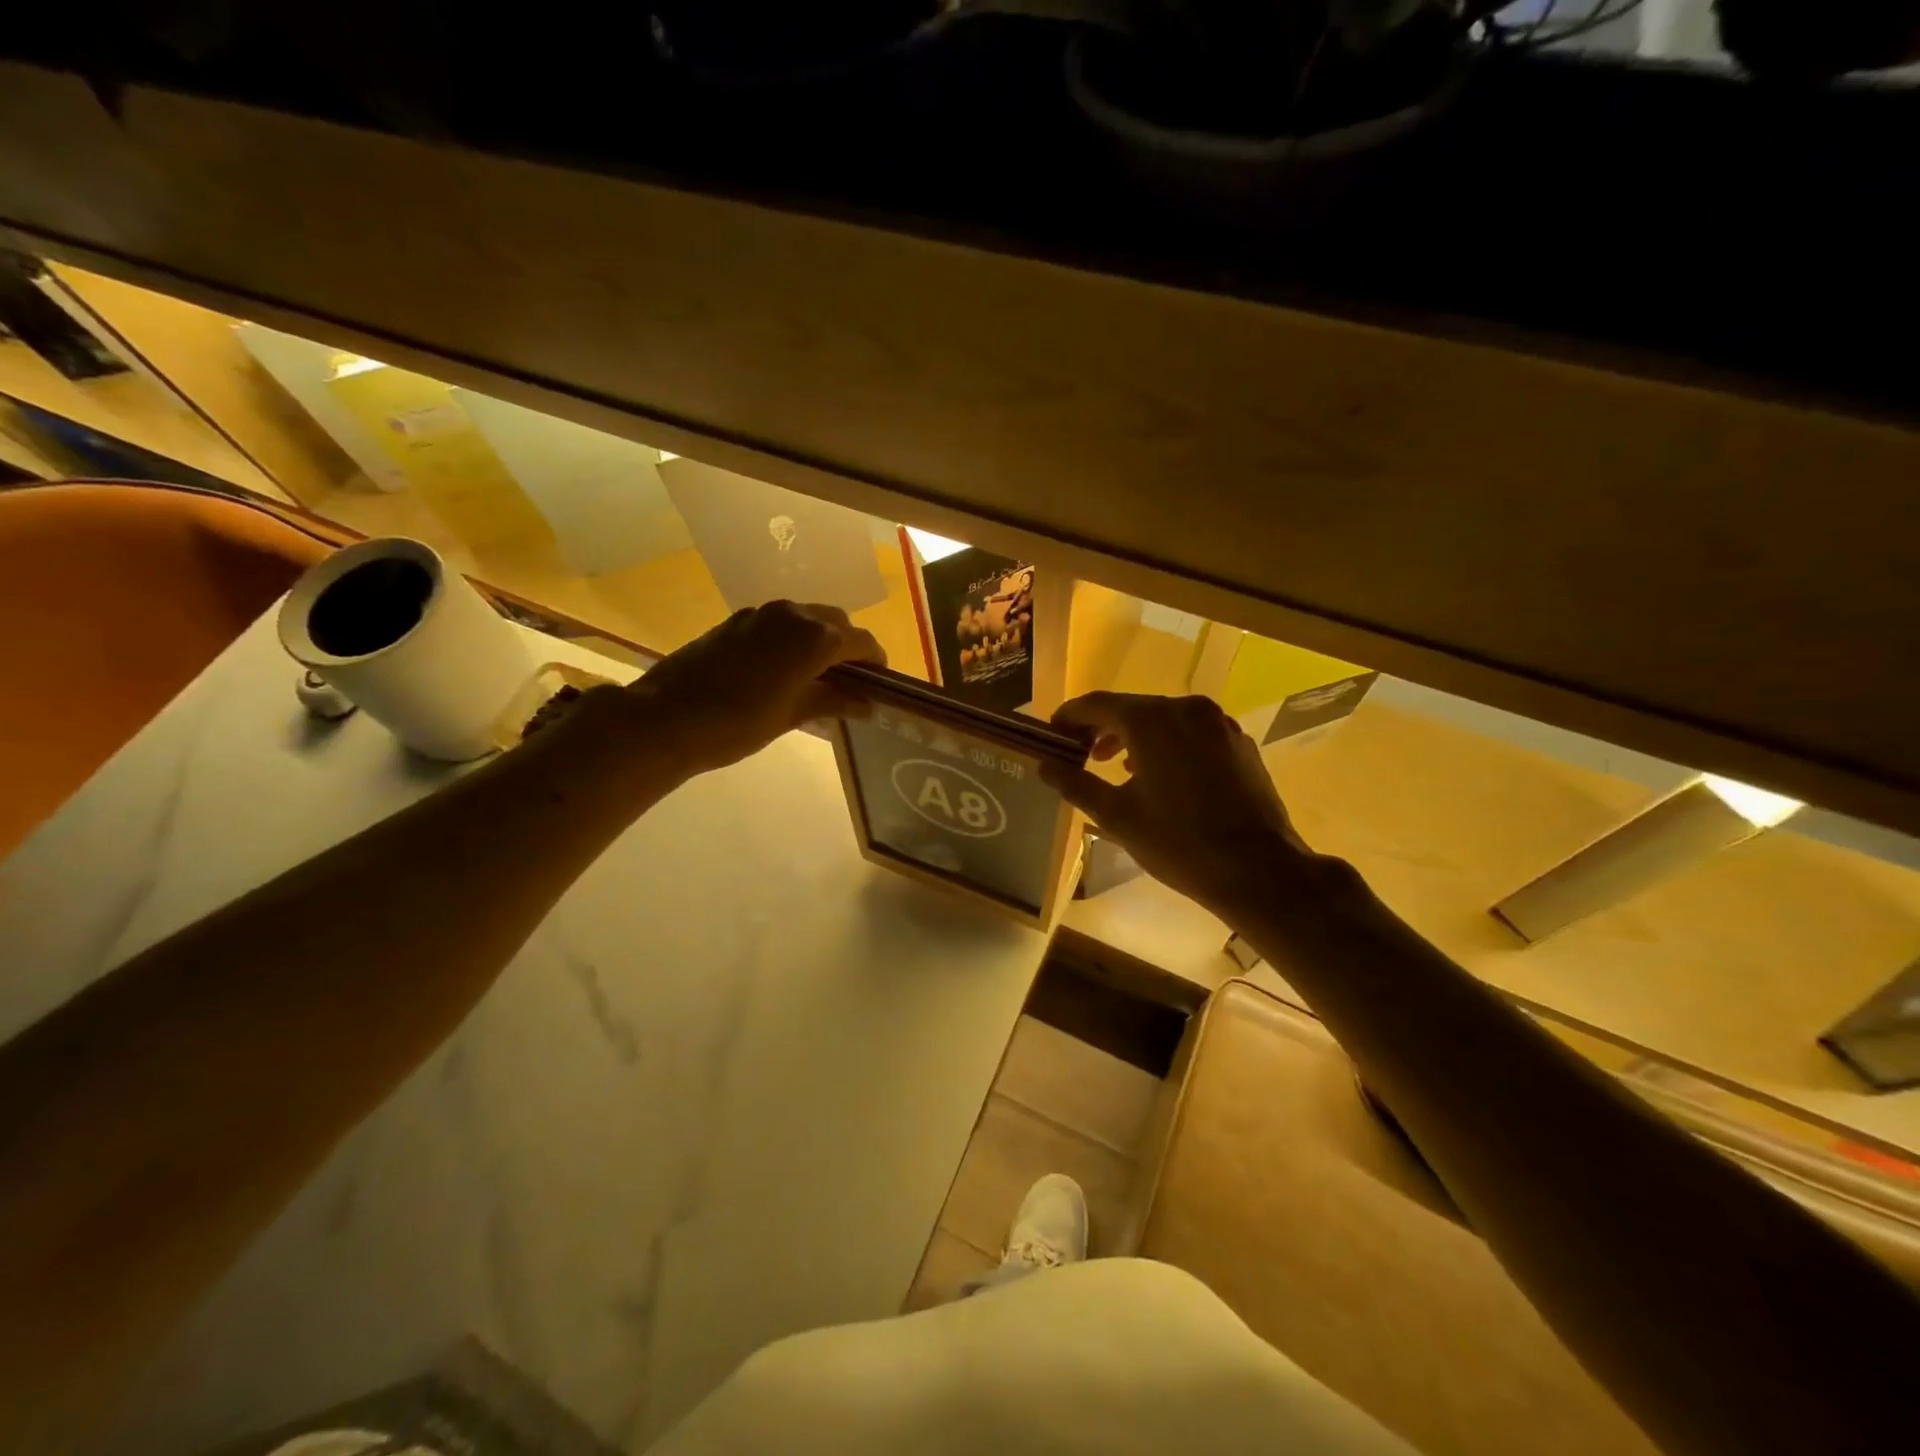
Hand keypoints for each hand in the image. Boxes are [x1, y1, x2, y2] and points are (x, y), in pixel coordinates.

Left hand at [627, 601, 883, 775]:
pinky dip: (792, 640)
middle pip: (835, 623)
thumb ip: (833, 701)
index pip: (861, 642)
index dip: (876, 662)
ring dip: (820, 641)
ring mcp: (760, 614)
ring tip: (818, 676)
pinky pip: (779, 623)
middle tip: (850, 681)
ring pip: (806, 618)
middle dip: (848, 647)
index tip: (880, 684)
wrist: (665, 718)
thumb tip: (865, 703)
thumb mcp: (793, 715)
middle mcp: (792, 614)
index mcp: (814, 637)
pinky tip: (783, 670)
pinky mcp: (736, 621)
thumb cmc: (738, 723)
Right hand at [1041, 692, 1316, 914]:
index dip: (1070, 716)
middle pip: (1132, 708)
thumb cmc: (1178, 842)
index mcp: (1151, 720)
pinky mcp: (1238, 742)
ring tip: (1117, 767)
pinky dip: (1168, 744)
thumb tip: (1044, 765)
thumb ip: (1076, 784)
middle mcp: (1185, 708)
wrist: (1258, 869)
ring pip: (1164, 718)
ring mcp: (1218, 723)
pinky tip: (1163, 775)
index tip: (1053, 734)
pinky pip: (1192, 732)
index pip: (1098, 704)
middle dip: (1102, 728)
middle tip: (1080, 754)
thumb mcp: (1116, 817)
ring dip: (1134, 736)